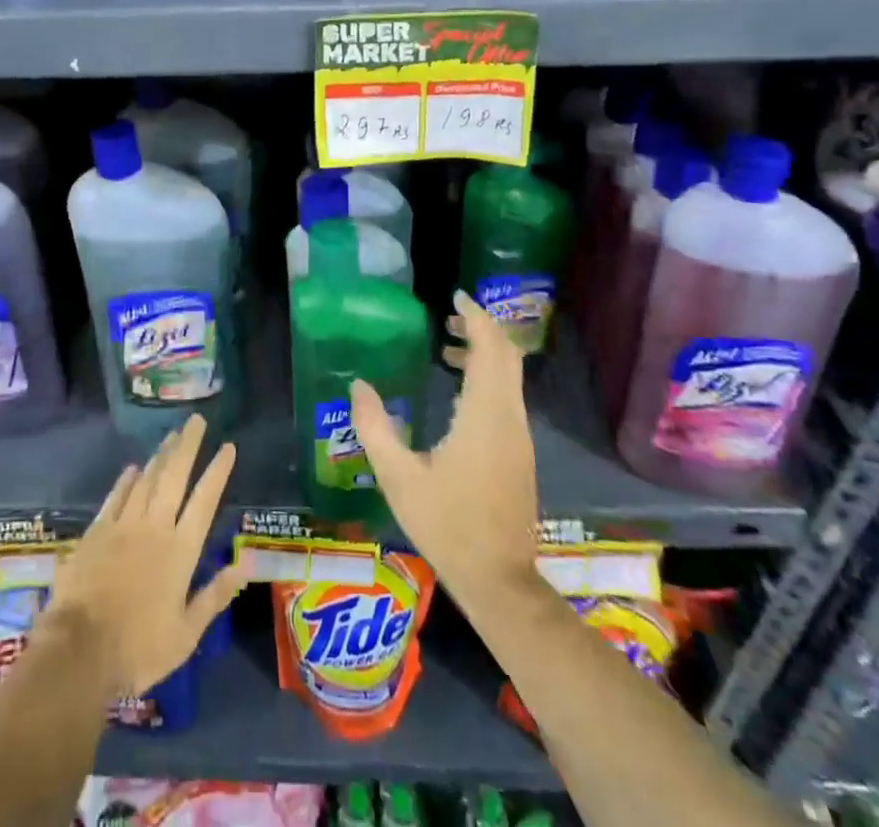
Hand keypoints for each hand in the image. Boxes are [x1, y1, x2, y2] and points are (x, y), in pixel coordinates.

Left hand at [42, 414, 248, 697]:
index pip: (205, 500)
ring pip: (146, 480)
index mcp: (181, 550)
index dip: (218, 471)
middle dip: (187, 445)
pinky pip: (115, 497)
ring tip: (171, 435)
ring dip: (160, 456)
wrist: (79, 651)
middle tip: (196, 420)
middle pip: (174, 476)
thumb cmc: (139, 649)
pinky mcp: (96, 532)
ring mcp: (123, 525)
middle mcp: (155, 527)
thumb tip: (245, 564)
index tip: (228, 446)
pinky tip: (132, 468)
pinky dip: (126, 480)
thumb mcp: (186, 633)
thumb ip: (215, 595)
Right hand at [349, 292, 540, 614]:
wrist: (499, 581)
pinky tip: (456, 393)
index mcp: (484, 415)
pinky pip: (507, 397)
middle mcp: (509, 417)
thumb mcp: (399, 477)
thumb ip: (375, 427)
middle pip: (506, 356)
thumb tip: (359, 385)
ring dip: (484, 354)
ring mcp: (519, 436)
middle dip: (481, 329)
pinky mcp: (519, 452)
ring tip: (445, 349)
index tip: (455, 296)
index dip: (476, 316)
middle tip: (448, 316)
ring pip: (509, 377)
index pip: (490, 348)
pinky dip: (487, 378)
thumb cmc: (448, 525)